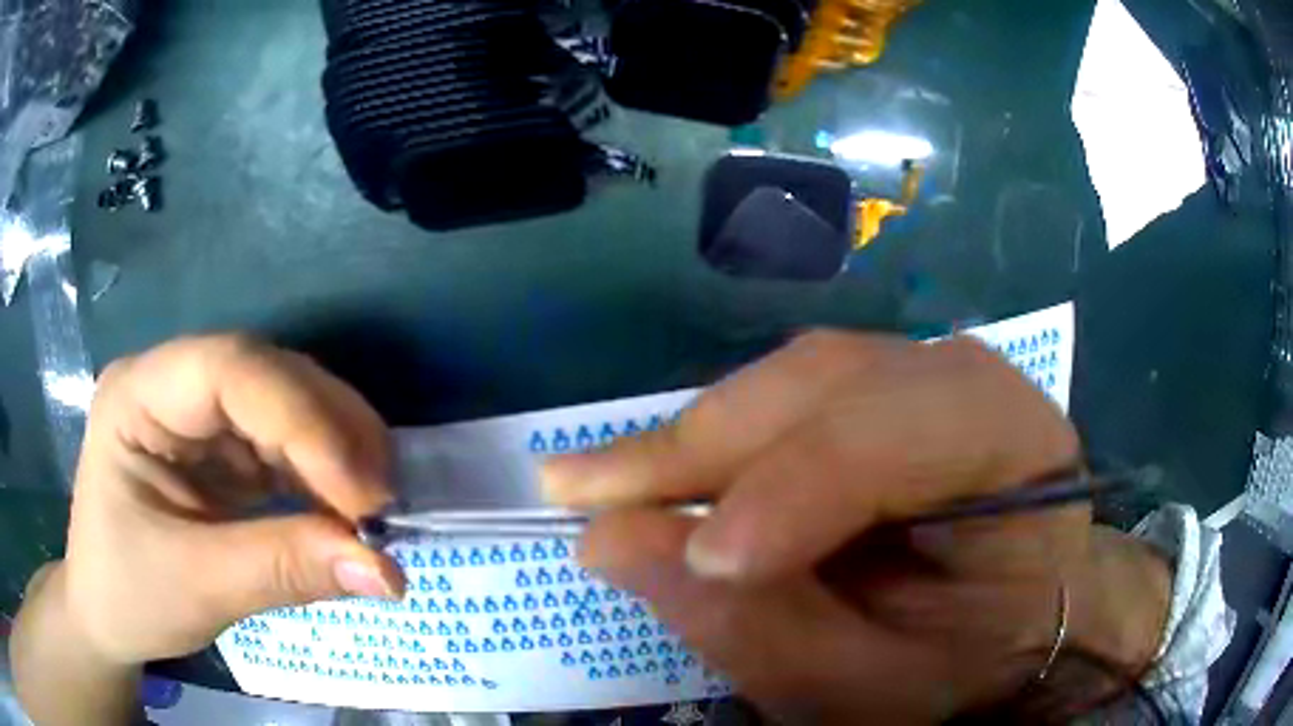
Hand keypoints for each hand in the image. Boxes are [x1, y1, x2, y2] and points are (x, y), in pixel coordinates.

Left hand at [45, 335, 403, 666]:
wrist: (107, 614)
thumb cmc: (129, 595)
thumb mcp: (197, 588)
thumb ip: (284, 571)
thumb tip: (387, 571)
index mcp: (138, 394)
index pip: (228, 369)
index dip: (302, 420)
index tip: (362, 498)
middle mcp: (171, 385)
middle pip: (266, 375)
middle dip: (331, 432)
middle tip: (383, 502)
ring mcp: (197, 413)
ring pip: (285, 402)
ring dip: (338, 450)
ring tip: (374, 508)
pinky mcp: (221, 447)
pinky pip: (285, 443)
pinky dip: (324, 475)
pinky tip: (346, 509)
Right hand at [544, 332, 1170, 723]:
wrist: (1020, 615)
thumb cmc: (968, 660)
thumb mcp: (876, 685)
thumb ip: (762, 632)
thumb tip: (615, 543)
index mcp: (1016, 446)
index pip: (897, 435)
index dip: (791, 489)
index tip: (696, 559)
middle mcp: (970, 380)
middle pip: (826, 383)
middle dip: (700, 444)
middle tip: (579, 492)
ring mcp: (925, 369)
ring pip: (792, 376)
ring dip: (695, 436)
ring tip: (606, 483)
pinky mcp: (884, 382)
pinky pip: (787, 391)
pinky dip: (721, 434)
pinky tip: (667, 471)